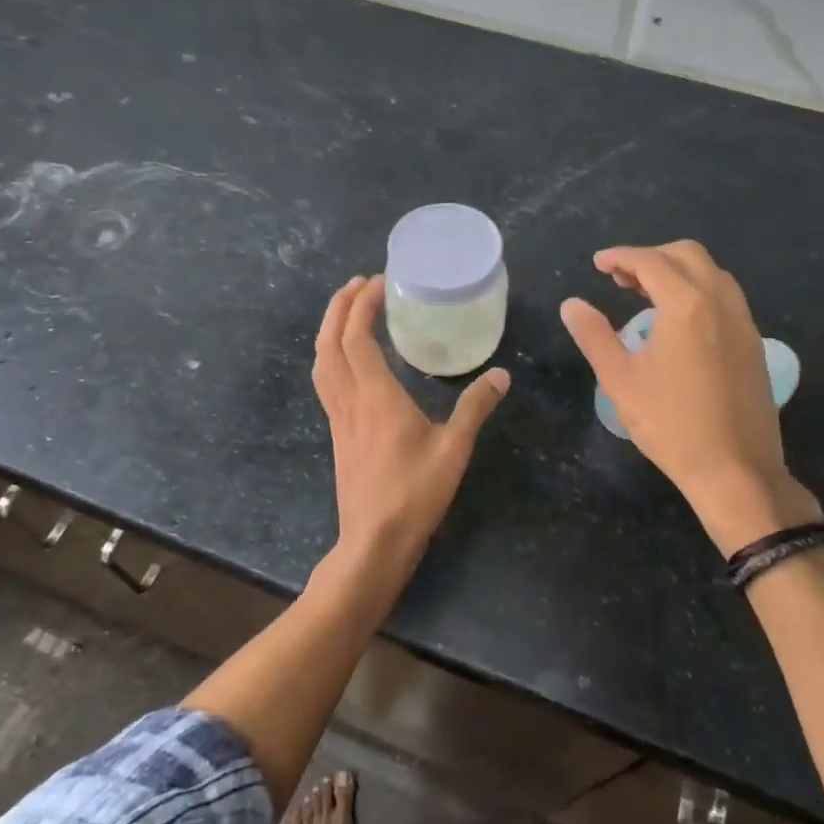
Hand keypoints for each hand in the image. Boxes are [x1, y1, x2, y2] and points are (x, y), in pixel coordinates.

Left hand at [313, 275, 509, 569]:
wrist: (374, 541)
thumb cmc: (414, 493)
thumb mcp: (454, 448)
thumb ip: (475, 407)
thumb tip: (501, 374)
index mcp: (375, 396)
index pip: (357, 336)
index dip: (363, 304)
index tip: (380, 281)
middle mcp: (349, 400)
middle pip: (330, 342)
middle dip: (339, 307)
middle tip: (358, 283)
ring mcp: (338, 418)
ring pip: (321, 362)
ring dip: (329, 329)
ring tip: (347, 311)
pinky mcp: (338, 434)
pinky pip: (326, 382)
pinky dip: (331, 356)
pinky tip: (347, 360)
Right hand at [560, 242, 821, 552]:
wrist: (736, 469)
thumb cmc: (670, 424)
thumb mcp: (620, 379)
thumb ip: (594, 335)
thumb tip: (572, 304)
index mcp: (686, 304)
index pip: (650, 261)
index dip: (620, 256)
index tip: (597, 263)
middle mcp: (720, 302)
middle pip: (687, 255)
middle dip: (651, 256)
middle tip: (620, 277)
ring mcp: (743, 322)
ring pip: (711, 273)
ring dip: (677, 271)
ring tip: (646, 294)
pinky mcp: (753, 344)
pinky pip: (725, 297)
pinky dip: (698, 291)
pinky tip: (678, 322)